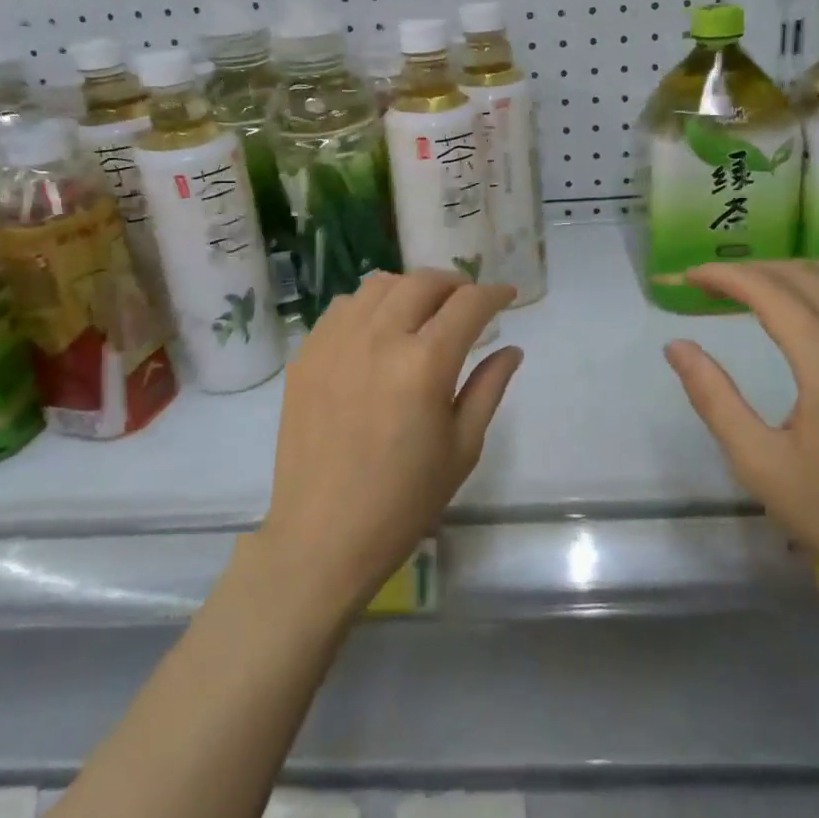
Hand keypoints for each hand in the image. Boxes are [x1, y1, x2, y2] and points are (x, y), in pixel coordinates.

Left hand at [253, 270, 522, 618]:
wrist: (323, 535)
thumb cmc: (404, 500)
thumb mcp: (461, 448)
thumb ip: (488, 388)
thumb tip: (512, 349)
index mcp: (425, 364)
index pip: (468, 304)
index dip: (493, 293)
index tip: (506, 295)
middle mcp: (378, 338)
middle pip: (422, 282)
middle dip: (454, 283)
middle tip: (466, 302)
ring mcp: (335, 343)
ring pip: (378, 285)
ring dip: (409, 288)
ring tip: (422, 310)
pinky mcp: (306, 355)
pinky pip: (341, 308)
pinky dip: (368, 306)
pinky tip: (377, 330)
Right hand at [663, 261, 818, 612]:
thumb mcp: (760, 465)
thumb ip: (714, 399)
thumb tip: (677, 346)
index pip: (773, 294)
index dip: (727, 276)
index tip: (690, 277)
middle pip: (805, 275)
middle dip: (751, 270)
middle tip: (711, 284)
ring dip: (786, 274)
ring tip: (748, 289)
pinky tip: (797, 311)